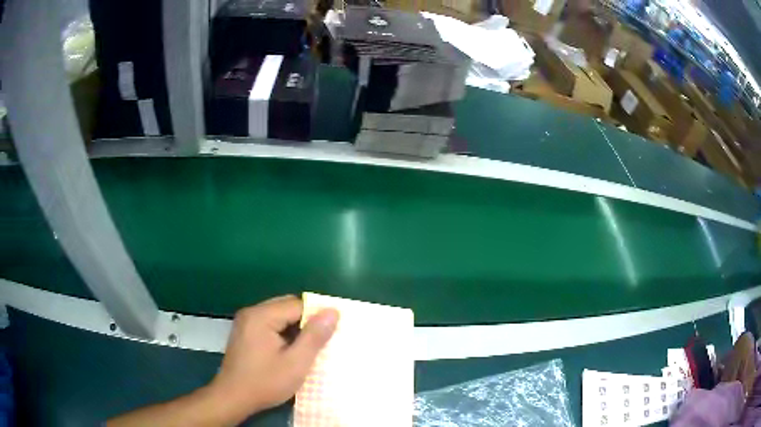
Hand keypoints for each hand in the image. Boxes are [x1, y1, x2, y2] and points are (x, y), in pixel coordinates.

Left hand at [208, 295, 338, 423]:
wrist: (233, 398)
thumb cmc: (265, 382)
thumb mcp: (295, 363)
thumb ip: (314, 336)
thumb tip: (332, 311)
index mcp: (261, 316)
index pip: (297, 305)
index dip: (317, 317)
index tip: (331, 334)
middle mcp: (251, 313)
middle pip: (287, 307)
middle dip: (306, 322)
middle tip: (321, 343)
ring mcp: (245, 323)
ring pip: (279, 316)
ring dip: (295, 329)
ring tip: (308, 348)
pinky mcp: (244, 333)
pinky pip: (269, 325)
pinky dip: (283, 334)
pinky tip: (290, 351)